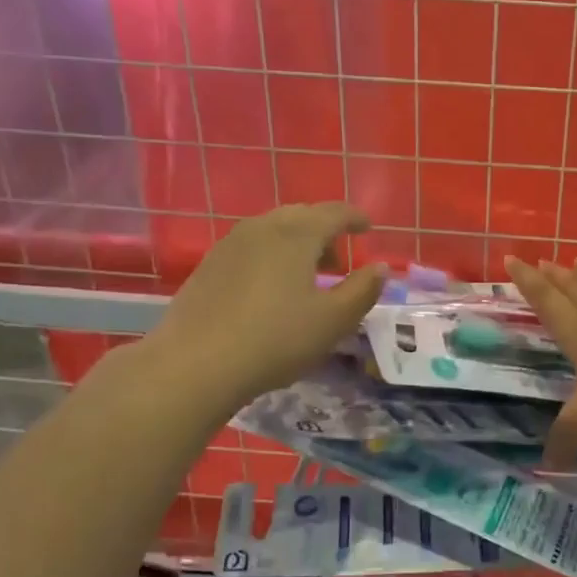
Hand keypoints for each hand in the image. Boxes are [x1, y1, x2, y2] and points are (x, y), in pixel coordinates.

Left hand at [150, 204, 385, 407]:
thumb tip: (380, 268)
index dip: (355, 218)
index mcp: (297, 234)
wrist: (195, 363)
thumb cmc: (275, 339)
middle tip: (340, 259)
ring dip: (297, 242)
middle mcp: (263, 227)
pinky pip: (251, 246)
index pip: (334, 212)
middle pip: (302, 215)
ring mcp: (230, 244)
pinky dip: (272, 254)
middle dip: (326, 230)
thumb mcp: (333, 321)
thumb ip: (363, 290)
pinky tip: (272, 287)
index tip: (368, 228)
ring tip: (308, 275)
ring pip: (273, 229)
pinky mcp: (209, 265)